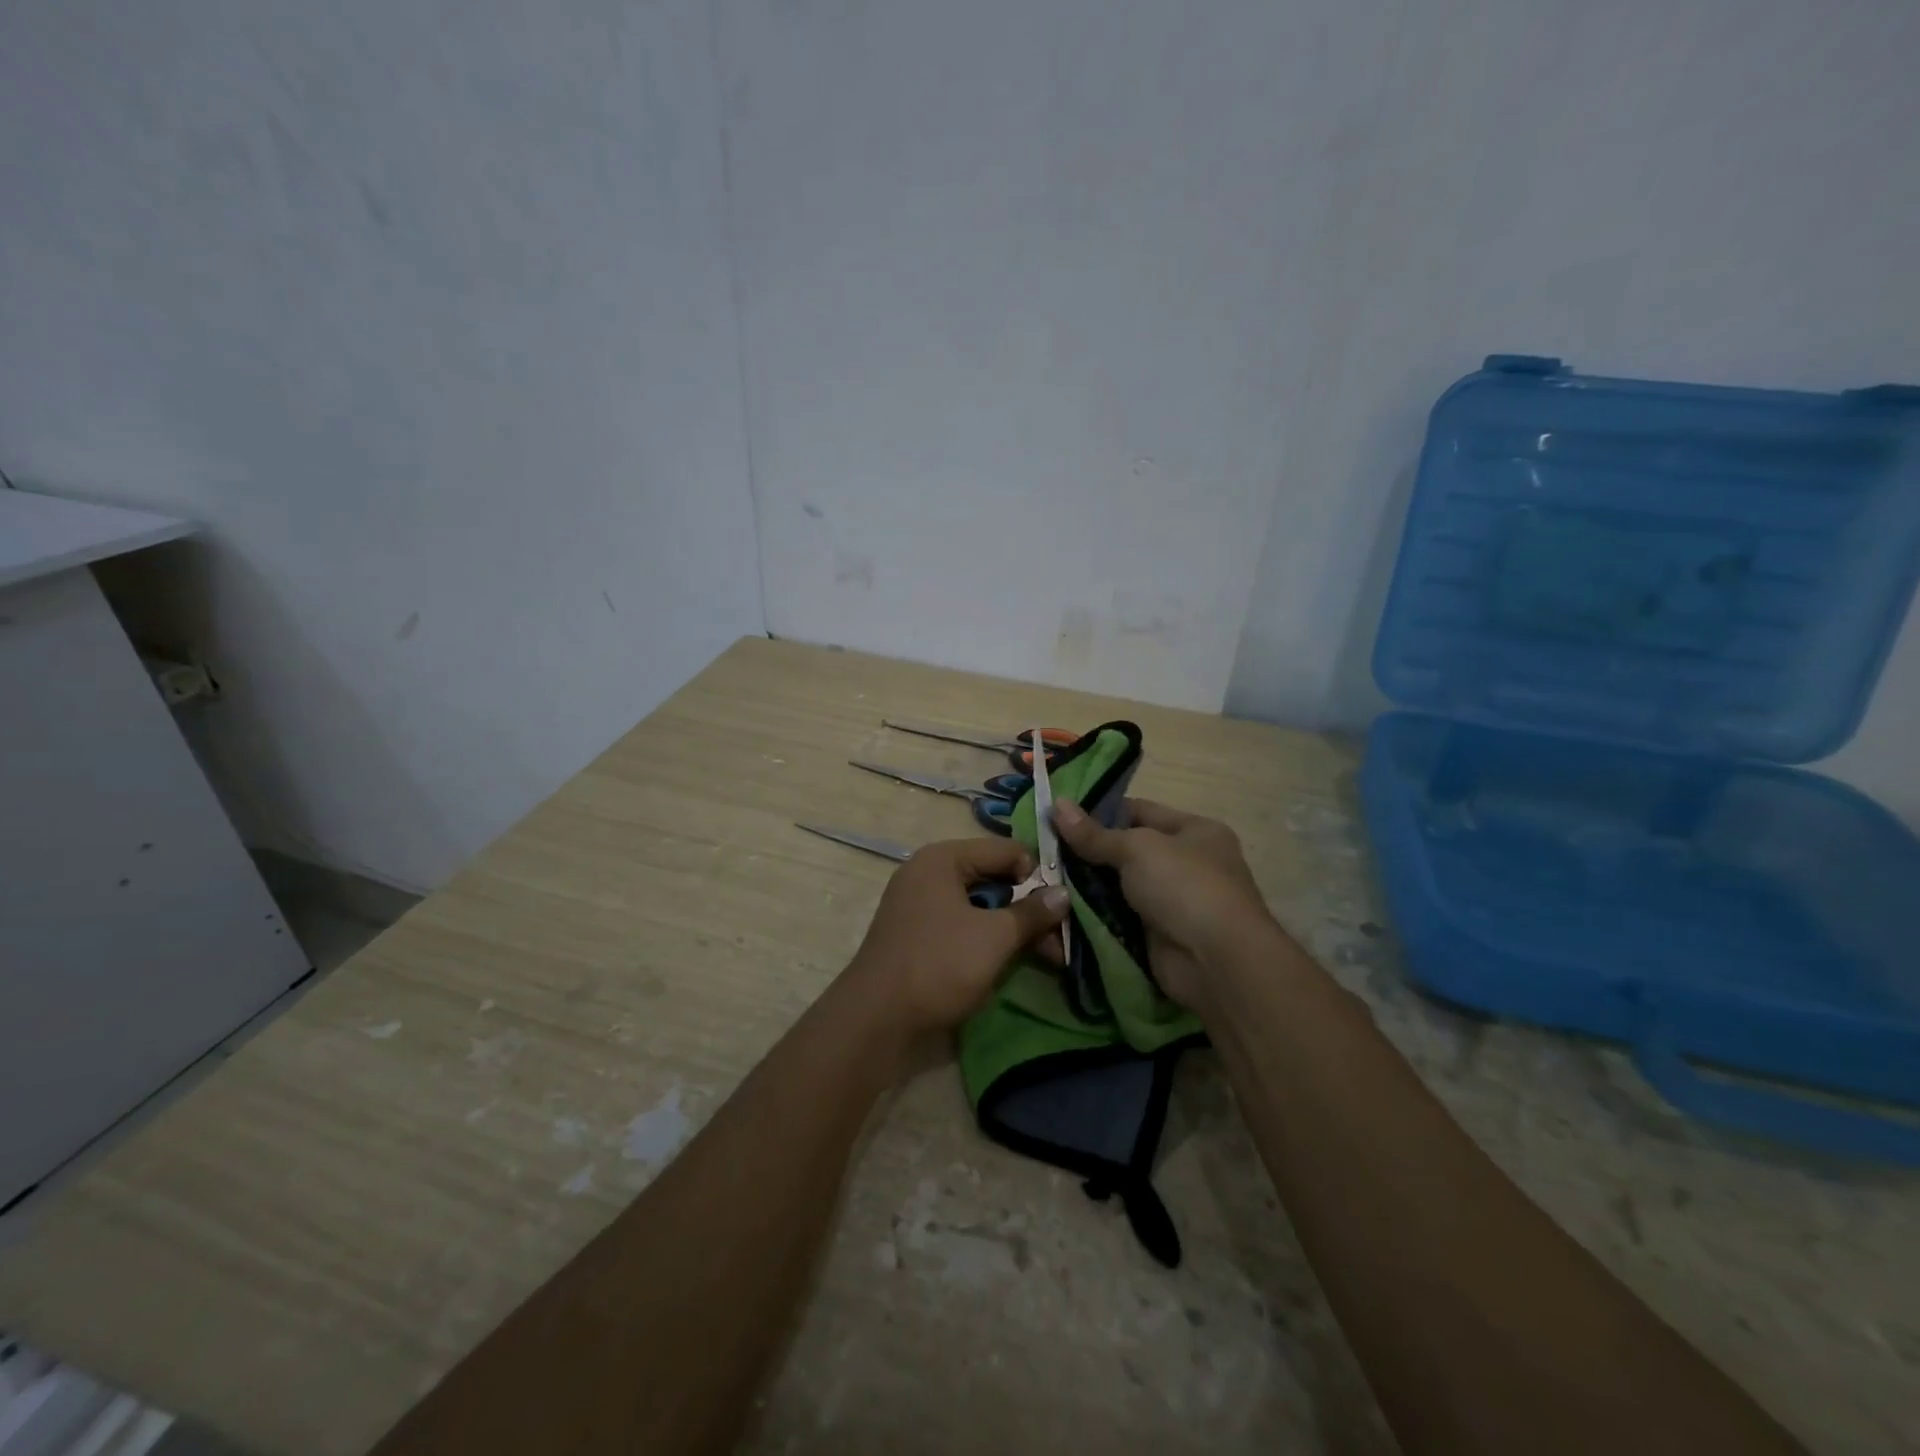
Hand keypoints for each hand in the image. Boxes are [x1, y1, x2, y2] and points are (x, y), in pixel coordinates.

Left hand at [846, 838, 1069, 1038]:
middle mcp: (928, 873)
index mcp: (943, 859)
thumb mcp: (994, 937)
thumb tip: (1063, 893)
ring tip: (1049, 956)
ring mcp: (919, 905)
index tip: (1066, 902)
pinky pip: (962, 926)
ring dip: (1012, 928)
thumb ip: (1031, 912)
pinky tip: (1013, 961)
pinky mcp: (917, 935)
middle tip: (1061, 936)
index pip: (1004, 850)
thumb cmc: (939, 964)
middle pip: (992, 879)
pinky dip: (988, 939)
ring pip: (979, 906)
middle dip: (1028, 907)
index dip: (1037, 873)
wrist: (875, 1019)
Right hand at [1051, 798, 1272, 1008]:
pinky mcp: (1157, 937)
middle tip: (1042, 849)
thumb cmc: (1184, 886)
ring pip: (1118, 887)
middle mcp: (1186, 863)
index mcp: (1194, 831)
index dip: (1098, 811)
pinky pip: (1117, 919)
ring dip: (1085, 887)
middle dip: (1087, 852)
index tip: (1056, 815)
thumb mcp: (1137, 848)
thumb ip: (1094, 833)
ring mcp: (1172, 903)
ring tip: (1042, 879)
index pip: (1139, 811)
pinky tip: (1059, 910)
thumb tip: (1056, 804)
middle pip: (1126, 851)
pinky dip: (1093, 916)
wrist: (1216, 962)